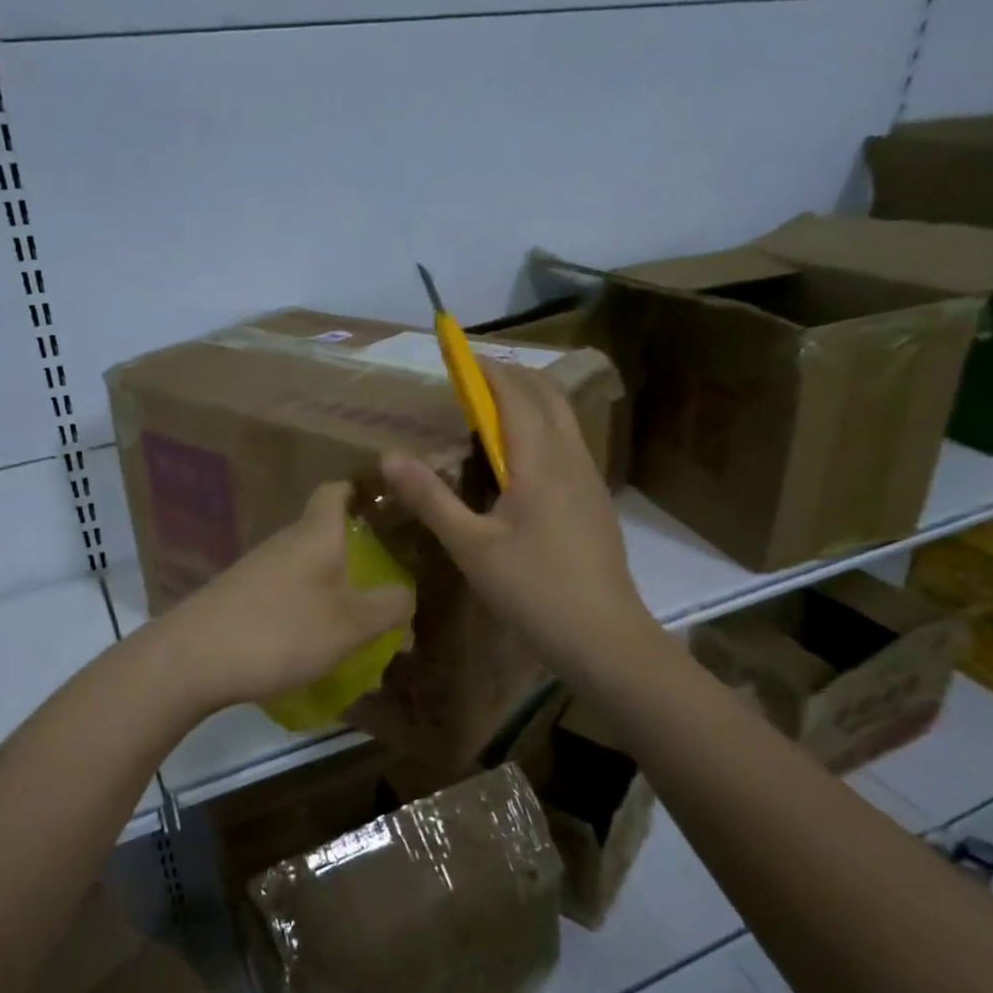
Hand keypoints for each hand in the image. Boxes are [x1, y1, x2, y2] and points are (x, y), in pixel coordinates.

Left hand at [159, 482, 414, 713]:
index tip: (387, 508)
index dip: (361, 492)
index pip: (336, 492)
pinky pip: (289, 601)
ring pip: (310, 576)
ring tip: (364, 639)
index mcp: (315, 534)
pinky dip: (311, 619)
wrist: (191, 659)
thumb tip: (407, 595)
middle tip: (391, 594)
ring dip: (339, 599)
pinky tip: (320, 656)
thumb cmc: (281, 630)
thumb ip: (388, 606)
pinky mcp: (241, 601)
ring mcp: (259, 572)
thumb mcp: (350, 623)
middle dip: (362, 564)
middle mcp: (285, 544)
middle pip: (328, 539)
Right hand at [381, 360, 661, 684]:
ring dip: (529, 402)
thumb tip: (389, 457)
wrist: (604, 636)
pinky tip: (519, 461)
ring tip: (489, 413)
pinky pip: (568, 444)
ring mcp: (590, 479)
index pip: (515, 394)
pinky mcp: (595, 501)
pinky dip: (541, 429)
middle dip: (511, 377)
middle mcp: (571, 458)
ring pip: (563, 419)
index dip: (486, 370)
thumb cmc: (533, 589)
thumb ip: (430, 498)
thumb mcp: (470, 547)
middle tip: (471, 380)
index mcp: (541, 461)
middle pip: (547, 395)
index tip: (457, 356)